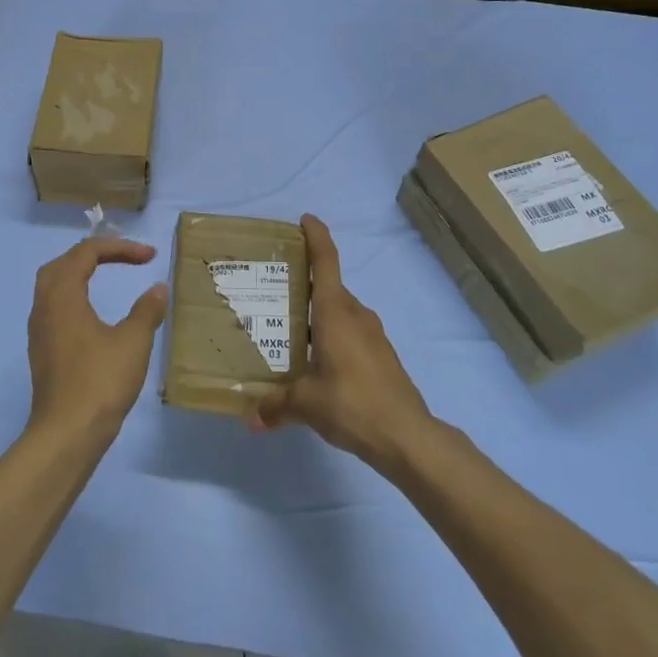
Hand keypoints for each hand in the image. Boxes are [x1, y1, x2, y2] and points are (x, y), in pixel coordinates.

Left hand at [26, 237, 169, 444]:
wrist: (66, 434)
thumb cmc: (100, 383)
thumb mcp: (132, 343)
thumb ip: (147, 311)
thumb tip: (158, 289)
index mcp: (63, 296)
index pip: (86, 253)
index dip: (120, 248)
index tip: (150, 257)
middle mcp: (44, 306)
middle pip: (63, 263)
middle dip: (94, 254)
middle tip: (124, 258)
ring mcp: (39, 330)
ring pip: (53, 285)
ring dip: (80, 274)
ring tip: (107, 276)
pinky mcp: (42, 350)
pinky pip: (54, 307)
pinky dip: (74, 296)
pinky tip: (92, 314)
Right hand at [248, 214, 432, 473]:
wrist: (407, 436)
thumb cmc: (352, 403)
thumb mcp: (306, 403)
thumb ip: (276, 406)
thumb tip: (251, 420)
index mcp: (336, 312)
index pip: (326, 262)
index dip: (316, 236)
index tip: (305, 220)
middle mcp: (356, 316)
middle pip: (329, 288)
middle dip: (305, 285)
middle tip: (274, 291)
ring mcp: (373, 336)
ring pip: (340, 313)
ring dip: (318, 316)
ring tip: (289, 329)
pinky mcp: (382, 357)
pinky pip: (351, 334)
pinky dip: (332, 337)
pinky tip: (316, 361)